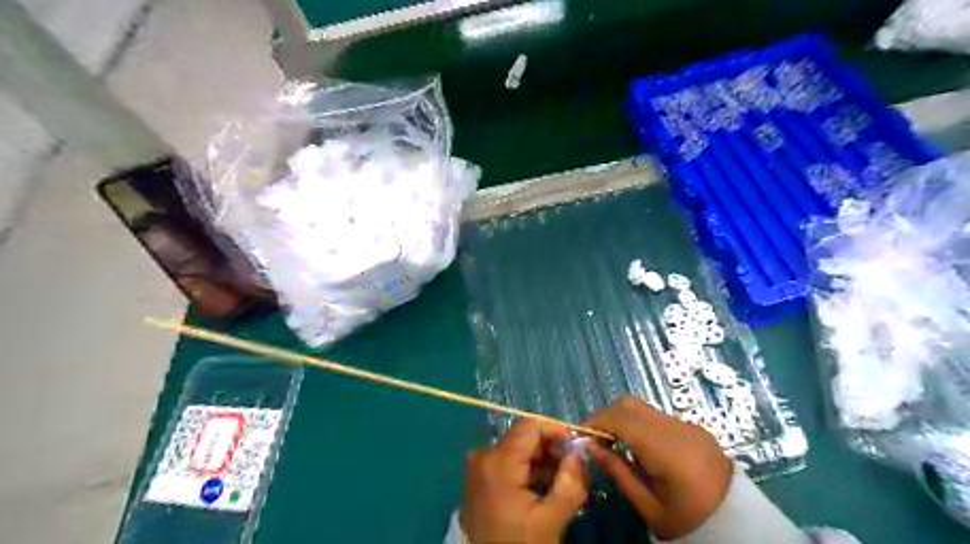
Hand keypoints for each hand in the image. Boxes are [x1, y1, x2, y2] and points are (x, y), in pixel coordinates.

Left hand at [464, 418, 590, 540]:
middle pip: (523, 437)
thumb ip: (569, 485)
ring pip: (517, 449)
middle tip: (573, 471)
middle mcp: (484, 455)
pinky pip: (507, 461)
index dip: (555, 430)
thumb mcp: (550, 521)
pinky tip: (542, 489)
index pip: (530, 425)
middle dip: (551, 449)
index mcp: (499, 461)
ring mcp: (478, 465)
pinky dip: (527, 469)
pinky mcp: (478, 477)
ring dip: (541, 460)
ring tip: (561, 483)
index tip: (576, 450)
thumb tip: (578, 455)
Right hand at [579, 396, 730, 539]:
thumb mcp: (647, 505)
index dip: (596, 421)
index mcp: (664, 447)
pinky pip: (658, 416)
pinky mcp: (694, 428)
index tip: (581, 435)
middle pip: (629, 403)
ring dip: (624, 419)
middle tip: (599, 440)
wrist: (739, 524)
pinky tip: (642, 448)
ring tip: (618, 445)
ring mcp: (687, 425)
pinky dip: (641, 424)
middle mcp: (675, 427)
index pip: (620, 418)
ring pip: (643, 407)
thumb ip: (617, 470)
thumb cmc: (688, 520)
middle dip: (608, 416)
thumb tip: (591, 446)